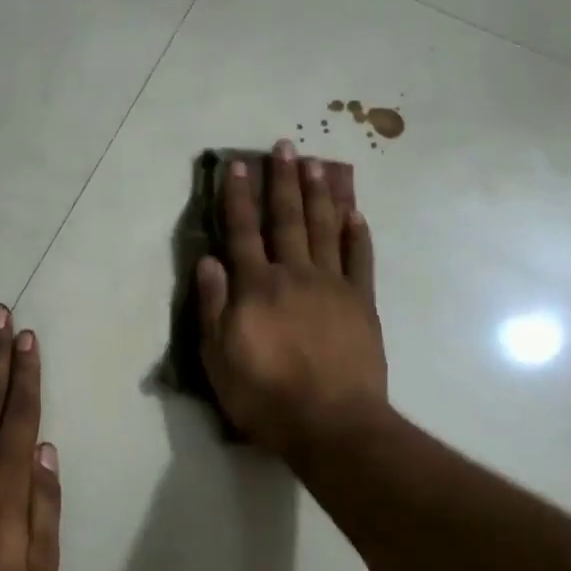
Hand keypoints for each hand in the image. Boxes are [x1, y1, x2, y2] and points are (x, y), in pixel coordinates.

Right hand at [197, 141, 387, 460]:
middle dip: (283, 181)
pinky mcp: (362, 303)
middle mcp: (294, 274)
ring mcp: (332, 286)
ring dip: (320, 194)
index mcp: (256, 287)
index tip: (238, 165)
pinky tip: (356, 213)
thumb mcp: (218, 358)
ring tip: (318, 163)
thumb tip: (208, 260)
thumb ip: (213, 306)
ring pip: (325, 229)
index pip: (243, 232)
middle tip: (285, 146)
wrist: (332, 425)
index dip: (238, 197)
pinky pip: (361, 260)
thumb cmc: (265, 396)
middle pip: (287, 219)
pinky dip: (358, 234)